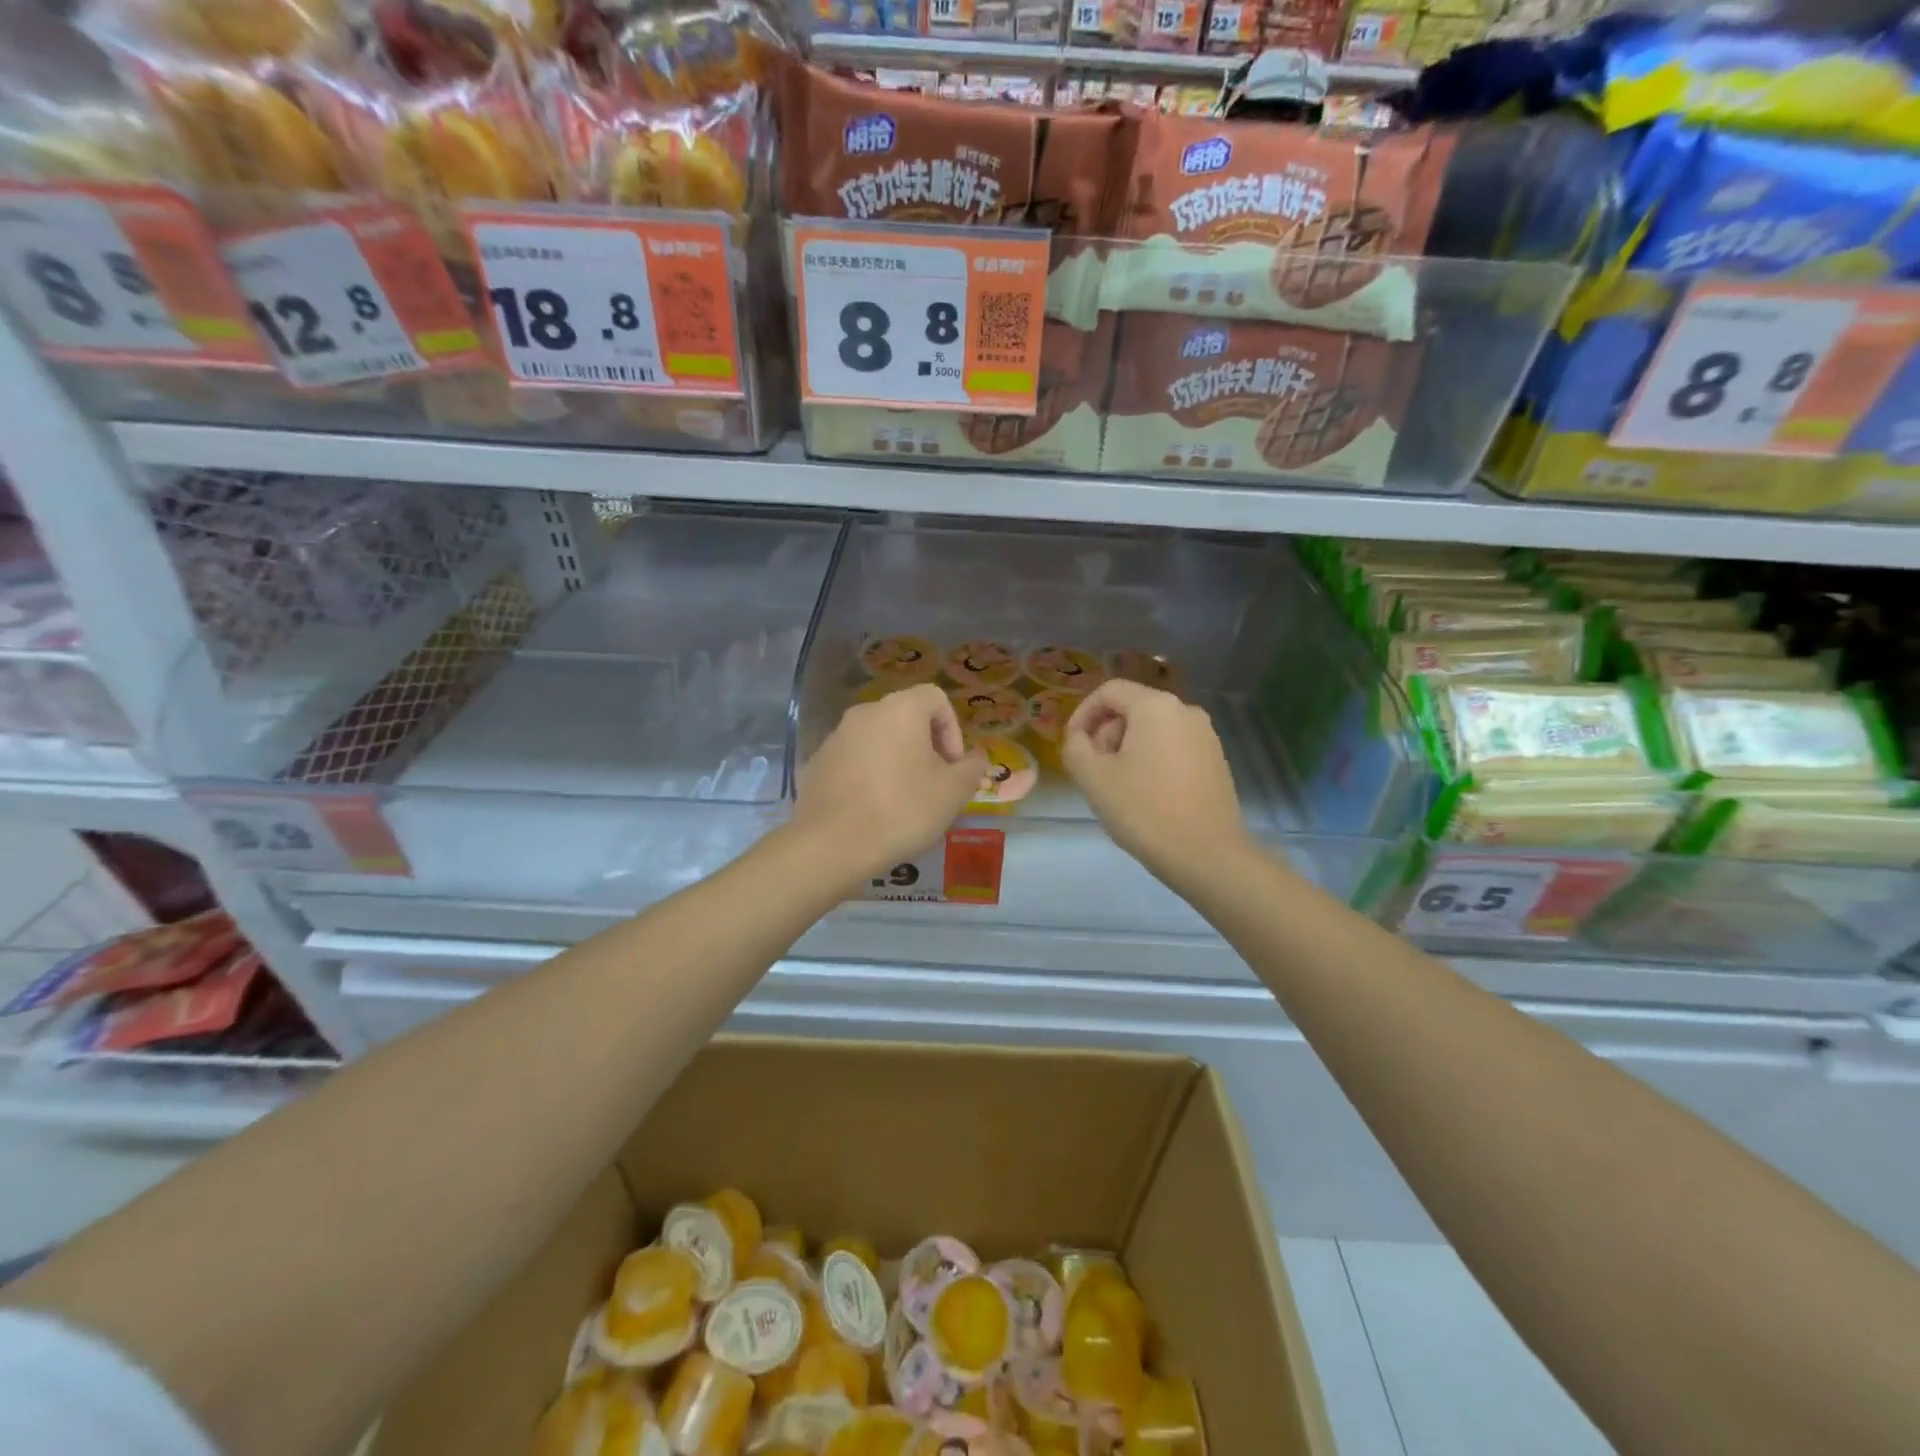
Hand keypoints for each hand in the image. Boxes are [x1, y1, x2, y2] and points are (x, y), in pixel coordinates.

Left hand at [790, 683, 985, 886]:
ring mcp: (836, 737)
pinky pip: (854, 761)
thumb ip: (971, 769)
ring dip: (896, 762)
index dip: (952, 730)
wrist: (831, 844)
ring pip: (878, 740)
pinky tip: (872, 810)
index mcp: (900, 709)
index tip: (952, 766)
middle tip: (933, 786)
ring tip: (903, 802)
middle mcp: (865, 713)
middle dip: (925, 748)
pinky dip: (868, 776)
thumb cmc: (901, 810)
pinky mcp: (817, 763)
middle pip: (905, 719)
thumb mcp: (952, 793)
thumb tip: (974, 760)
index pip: (935, 698)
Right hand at [1062, 680, 1251, 885]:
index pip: (1109, 691)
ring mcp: (1206, 736)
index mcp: (1155, 706)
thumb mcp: (1094, 778)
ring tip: (1118, 787)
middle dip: (1106, 734)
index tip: (1072, 745)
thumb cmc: (1144, 811)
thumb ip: (1075, 747)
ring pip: (1153, 730)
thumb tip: (1078, 737)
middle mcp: (1186, 711)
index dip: (1082, 713)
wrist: (1207, 855)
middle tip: (1094, 771)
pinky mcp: (1216, 761)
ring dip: (1127, 750)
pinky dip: (1152, 761)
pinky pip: (1173, 748)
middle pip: (1132, 708)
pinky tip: (1146, 796)